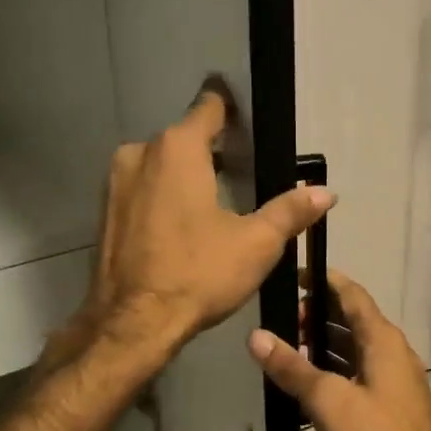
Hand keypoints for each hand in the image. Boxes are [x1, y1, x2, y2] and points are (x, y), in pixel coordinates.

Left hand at [68, 89, 334, 361]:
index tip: (246, 118)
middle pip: (183, 139)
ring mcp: (116, 183)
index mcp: (178, 149)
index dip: (230, 109)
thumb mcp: (256, 244)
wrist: (133, 323)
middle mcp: (140, 153)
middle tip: (243, 172)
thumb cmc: (197, 274)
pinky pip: (141, 190)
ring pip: (160, 166)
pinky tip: (182, 226)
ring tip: (215, 202)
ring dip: (185, 176)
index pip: (209, 107)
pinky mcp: (105, 212)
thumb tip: (326, 193)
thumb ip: (290, 211)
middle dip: (211, 151)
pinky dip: (163, 198)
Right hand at [247, 270, 430, 430]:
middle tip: (283, 323)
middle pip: (352, 319)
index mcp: (381, 338)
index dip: (324, 281)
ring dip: (325, 344)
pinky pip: (361, 370)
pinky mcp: (394, 399)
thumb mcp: (326, 399)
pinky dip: (337, 367)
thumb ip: (291, 367)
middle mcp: (392, 349)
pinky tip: (313, 384)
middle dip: (317, 316)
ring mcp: (396, 375)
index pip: (351, 293)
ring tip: (291, 352)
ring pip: (356, 346)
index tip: (295, 276)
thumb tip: (255, 336)